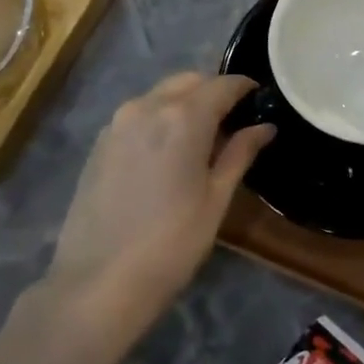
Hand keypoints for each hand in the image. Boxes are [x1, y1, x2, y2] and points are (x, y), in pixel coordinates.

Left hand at [42, 72, 273, 335]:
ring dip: (184, 103)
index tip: (260, 99)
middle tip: (233, 121)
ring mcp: (117, 123)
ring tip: (201, 138)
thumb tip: (264, 127)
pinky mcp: (99, 143)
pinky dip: (159, 118)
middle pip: (188, 81)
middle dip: (213, 92)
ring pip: (160, 95)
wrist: (98, 282)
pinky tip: (167, 152)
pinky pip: (138, 114)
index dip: (245, 87)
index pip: (223, 84)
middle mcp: (147, 107)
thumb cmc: (171, 243)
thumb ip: (240, 153)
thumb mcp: (216, 199)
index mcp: (183, 117)